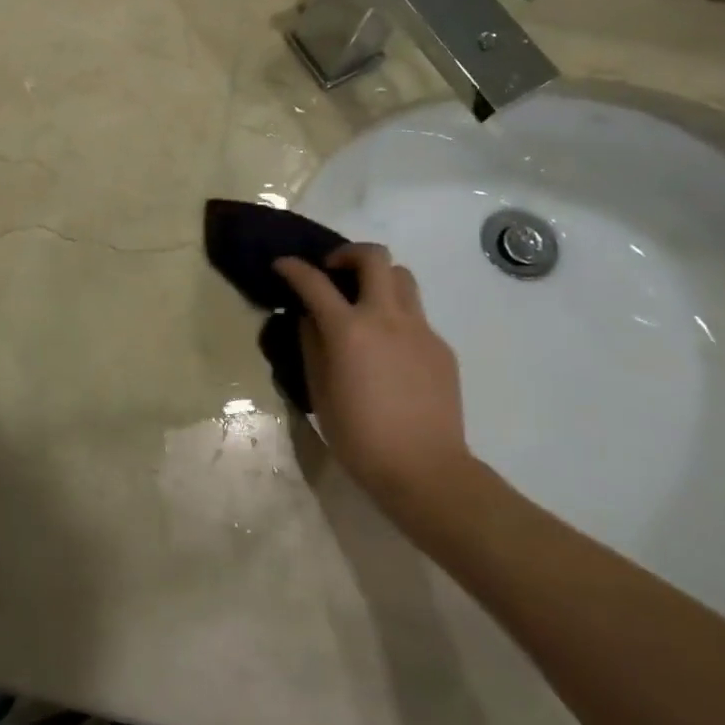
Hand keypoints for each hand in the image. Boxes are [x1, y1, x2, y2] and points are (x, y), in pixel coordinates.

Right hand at [274, 245, 471, 510]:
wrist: (425, 470)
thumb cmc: (360, 437)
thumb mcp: (319, 391)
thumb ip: (312, 346)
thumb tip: (309, 319)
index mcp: (349, 330)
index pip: (314, 283)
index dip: (293, 268)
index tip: (283, 265)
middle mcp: (387, 318)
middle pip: (374, 257)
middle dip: (348, 253)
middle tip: (334, 272)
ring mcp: (420, 330)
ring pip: (402, 277)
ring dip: (379, 278)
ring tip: (364, 303)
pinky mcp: (441, 347)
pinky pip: (416, 315)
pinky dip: (396, 316)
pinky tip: (388, 349)